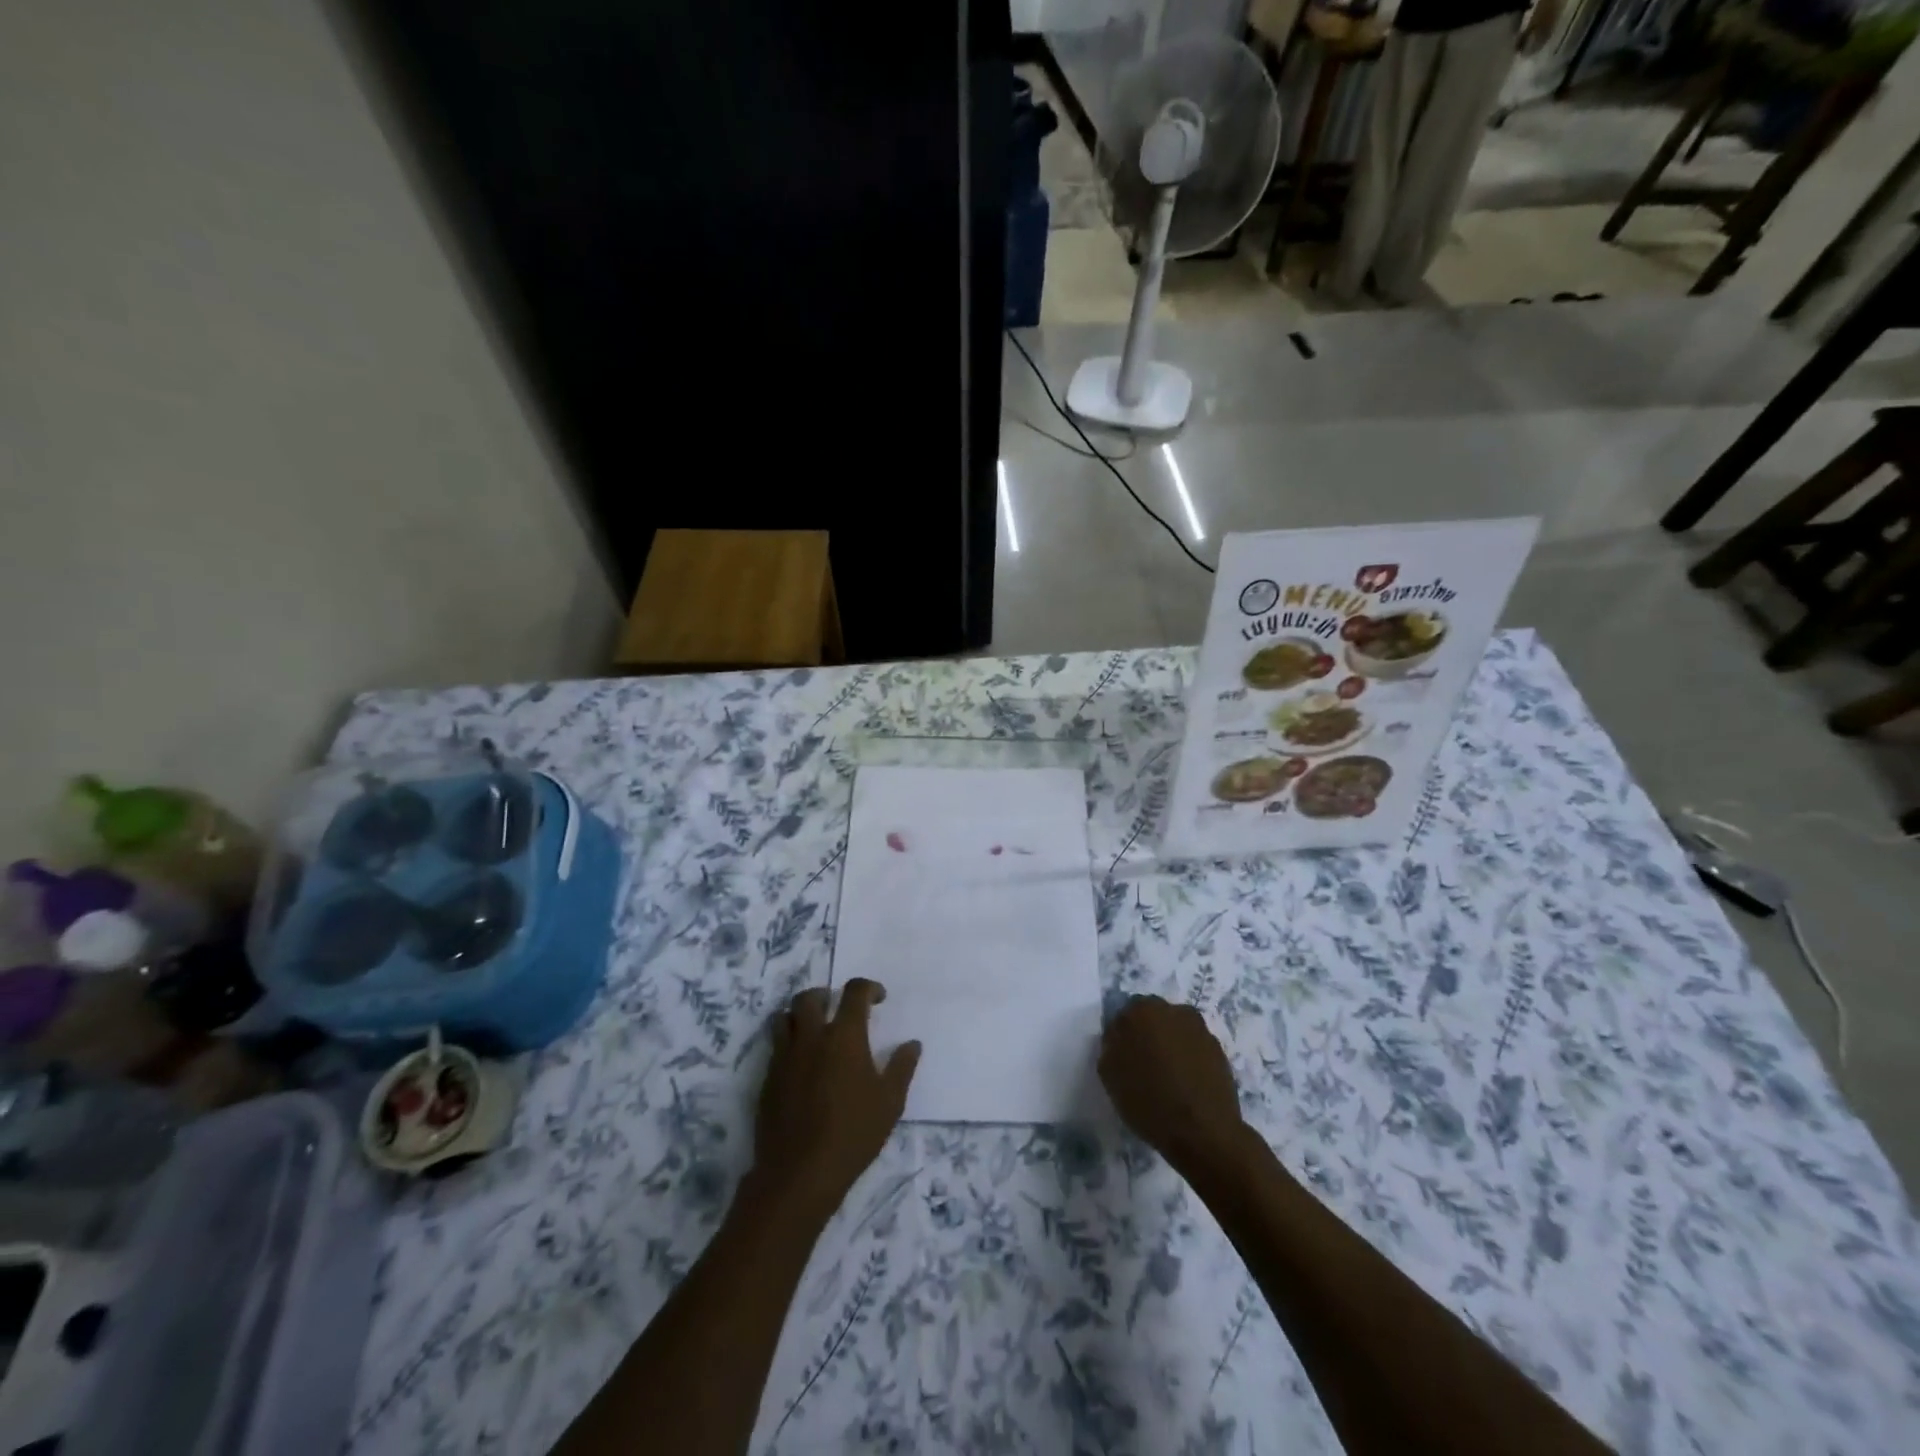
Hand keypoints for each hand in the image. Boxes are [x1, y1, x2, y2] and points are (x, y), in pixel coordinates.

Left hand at [751, 979, 919, 1221]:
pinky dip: (788, 1045)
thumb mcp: (890, 1102)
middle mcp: (811, 1038)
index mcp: (844, 1036)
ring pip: (784, 1017)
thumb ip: (902, 1067)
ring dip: (799, 1016)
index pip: (854, 992)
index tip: (878, 998)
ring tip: (814, 1032)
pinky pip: (775, 1048)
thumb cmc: (853, 1134)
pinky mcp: (768, 1079)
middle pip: (809, 997)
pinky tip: (802, 1067)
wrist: (799, 1173)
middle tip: (837, 1010)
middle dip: (825, 995)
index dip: (868, 988)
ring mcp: (785, 1058)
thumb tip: (912, 1044)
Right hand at [1099, 995, 1245, 1174]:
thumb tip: (1120, 1039)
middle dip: (1148, 1037)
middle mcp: (1173, 1010)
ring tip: (1167, 1079)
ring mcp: (1200, 1029)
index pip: (1125, 1016)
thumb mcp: (1109, 1075)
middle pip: (1153, 1019)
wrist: (1203, 1132)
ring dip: (1170, 1047)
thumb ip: (1111, 1047)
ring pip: (1176, 1033)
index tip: (1122, 1059)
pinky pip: (1195, 1050)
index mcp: (1142, 1010)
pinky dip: (1189, 1061)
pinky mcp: (1219, 1050)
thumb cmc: (1149, 1101)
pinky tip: (1186, 1086)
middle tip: (1143, 1067)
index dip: (1122, 1038)